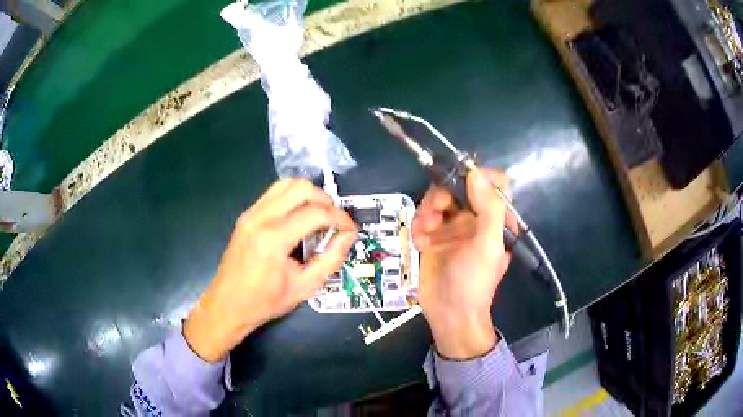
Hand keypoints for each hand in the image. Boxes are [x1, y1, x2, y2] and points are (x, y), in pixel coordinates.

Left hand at [183, 178, 356, 361]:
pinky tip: (299, 219)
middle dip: (325, 200)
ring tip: (319, 216)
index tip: (351, 229)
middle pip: (301, 187)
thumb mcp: (305, 287)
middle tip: (334, 220)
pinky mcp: (246, 215)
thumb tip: (348, 236)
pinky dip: (292, 198)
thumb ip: (331, 259)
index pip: (316, 213)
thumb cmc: (265, 302)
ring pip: (286, 184)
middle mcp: (260, 217)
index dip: (340, 218)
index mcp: (274, 238)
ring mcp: (250, 213)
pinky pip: (274, 194)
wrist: (227, 305)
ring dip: (308, 195)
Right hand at [412, 169, 512, 358]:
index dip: (479, 176)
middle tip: (434, 212)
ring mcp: (453, 227)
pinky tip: (419, 242)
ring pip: (438, 199)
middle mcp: (475, 218)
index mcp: (495, 219)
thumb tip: (475, 172)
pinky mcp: (433, 236)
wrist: (449, 314)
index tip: (460, 181)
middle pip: (459, 186)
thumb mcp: (487, 246)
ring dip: (427, 211)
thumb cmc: (474, 282)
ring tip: (424, 232)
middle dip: (443, 195)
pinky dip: (419, 225)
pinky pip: (423, 216)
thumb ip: (488, 208)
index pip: (494, 183)